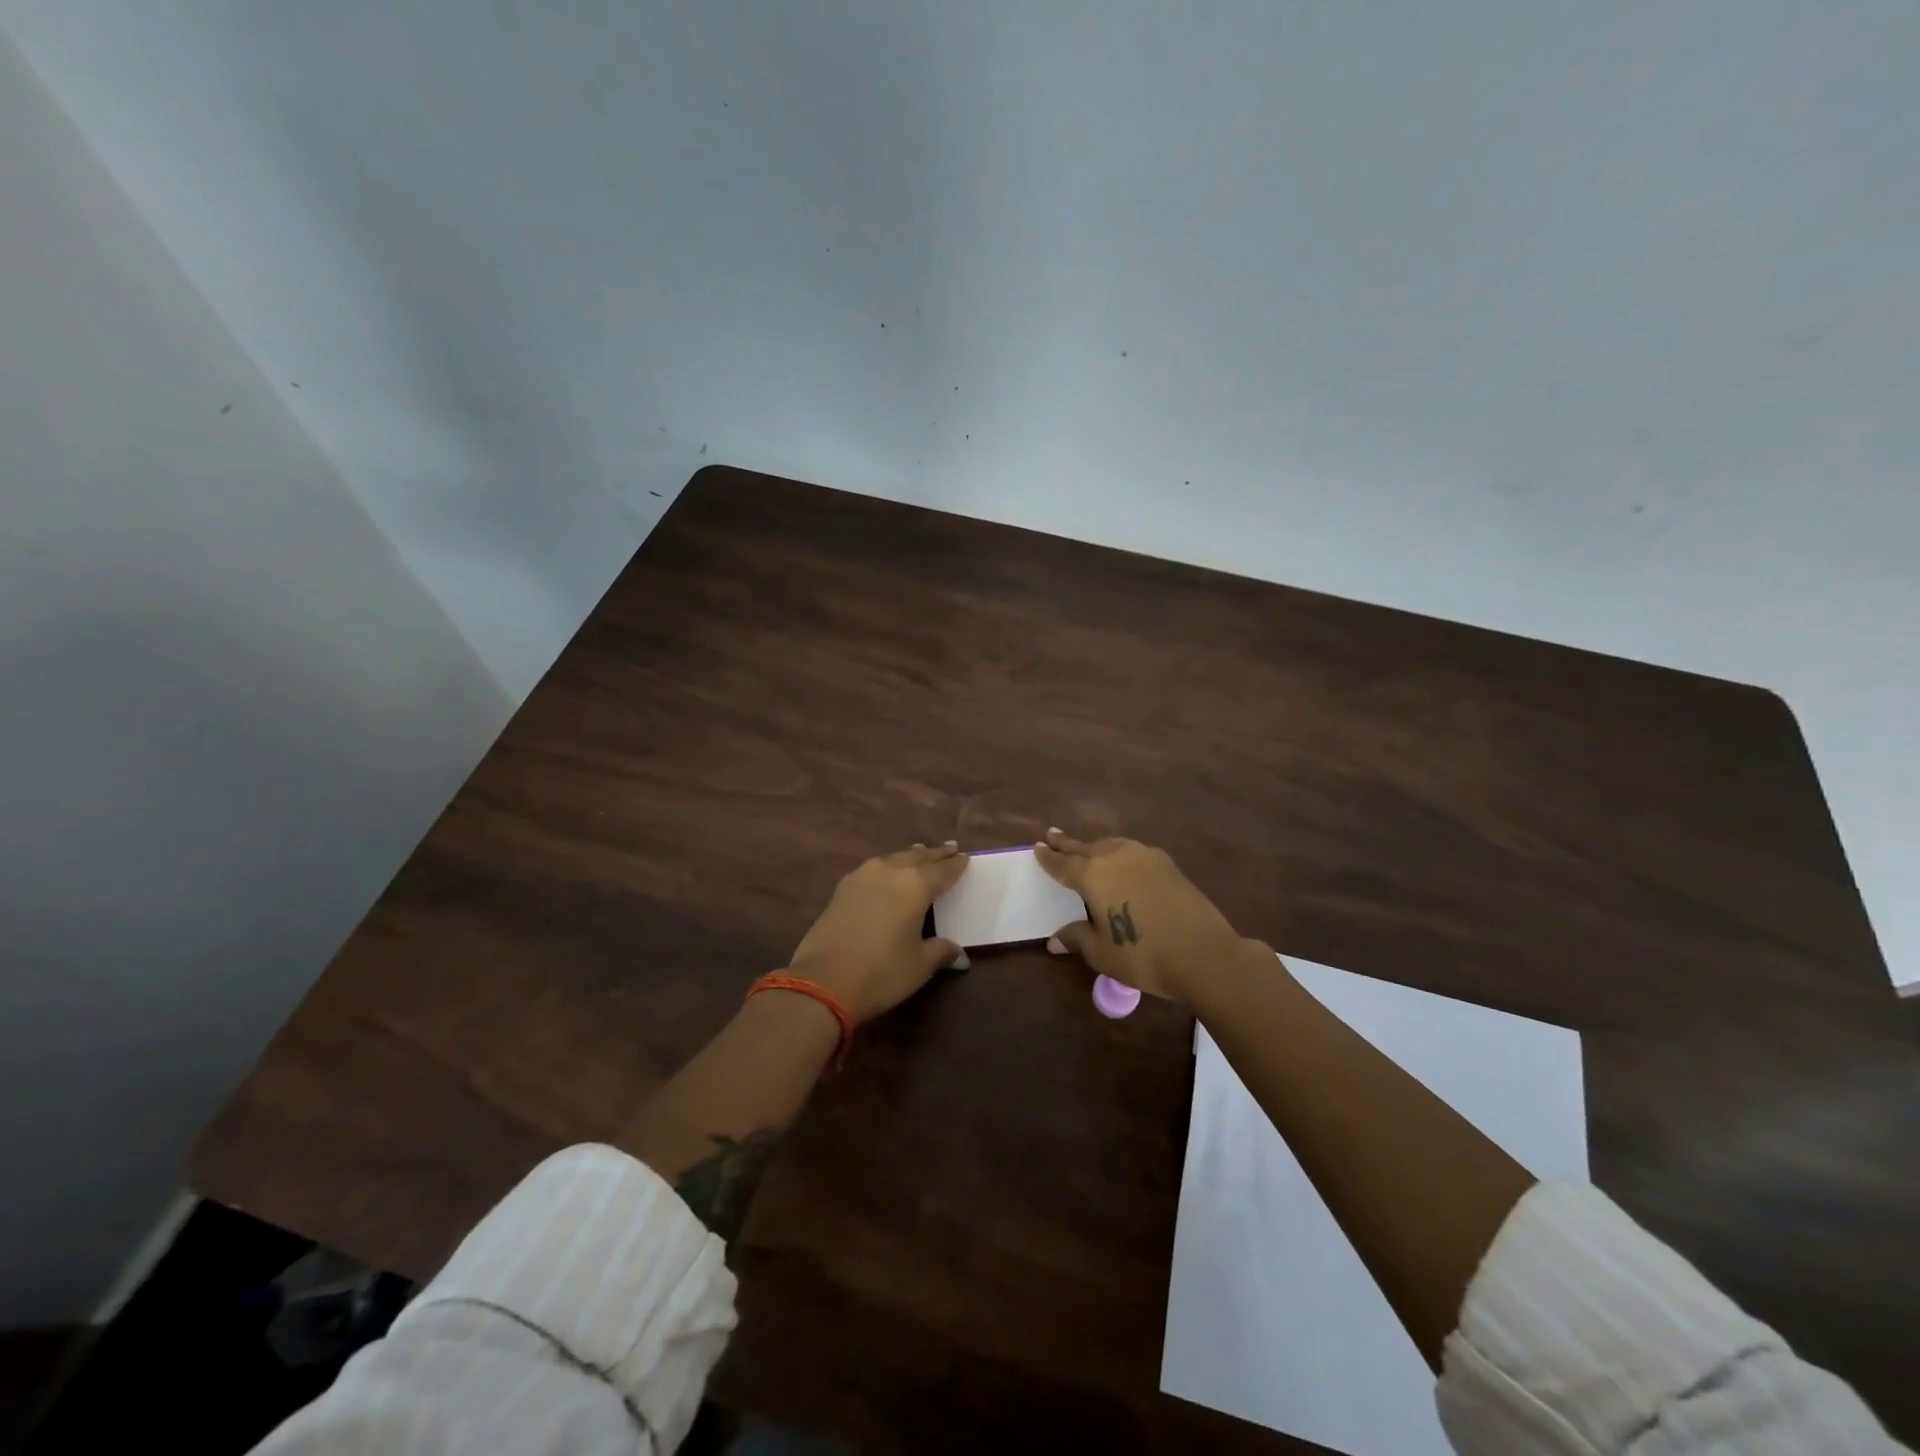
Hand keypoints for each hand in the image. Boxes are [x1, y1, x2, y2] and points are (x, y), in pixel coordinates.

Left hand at [786, 843, 969, 1022]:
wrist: (822, 982)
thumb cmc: (881, 972)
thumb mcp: (920, 965)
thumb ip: (941, 951)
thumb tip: (958, 952)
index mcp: (915, 885)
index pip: (943, 870)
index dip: (956, 865)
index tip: (965, 858)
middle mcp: (890, 871)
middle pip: (918, 857)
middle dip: (935, 854)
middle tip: (949, 849)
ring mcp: (862, 876)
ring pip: (893, 858)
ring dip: (910, 856)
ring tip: (920, 854)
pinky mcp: (842, 888)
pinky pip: (874, 868)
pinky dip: (888, 867)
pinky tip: (887, 874)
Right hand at [1035, 828, 1244, 1002]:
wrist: (1203, 953)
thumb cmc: (1143, 955)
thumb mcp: (1102, 952)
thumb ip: (1077, 938)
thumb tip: (1054, 941)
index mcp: (1093, 875)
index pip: (1063, 864)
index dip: (1049, 857)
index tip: (1037, 846)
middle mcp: (1115, 857)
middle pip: (1085, 847)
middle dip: (1067, 843)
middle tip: (1052, 834)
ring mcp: (1144, 856)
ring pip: (1111, 844)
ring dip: (1094, 845)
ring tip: (1086, 846)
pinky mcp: (1167, 864)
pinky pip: (1132, 850)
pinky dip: (1119, 851)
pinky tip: (1123, 860)